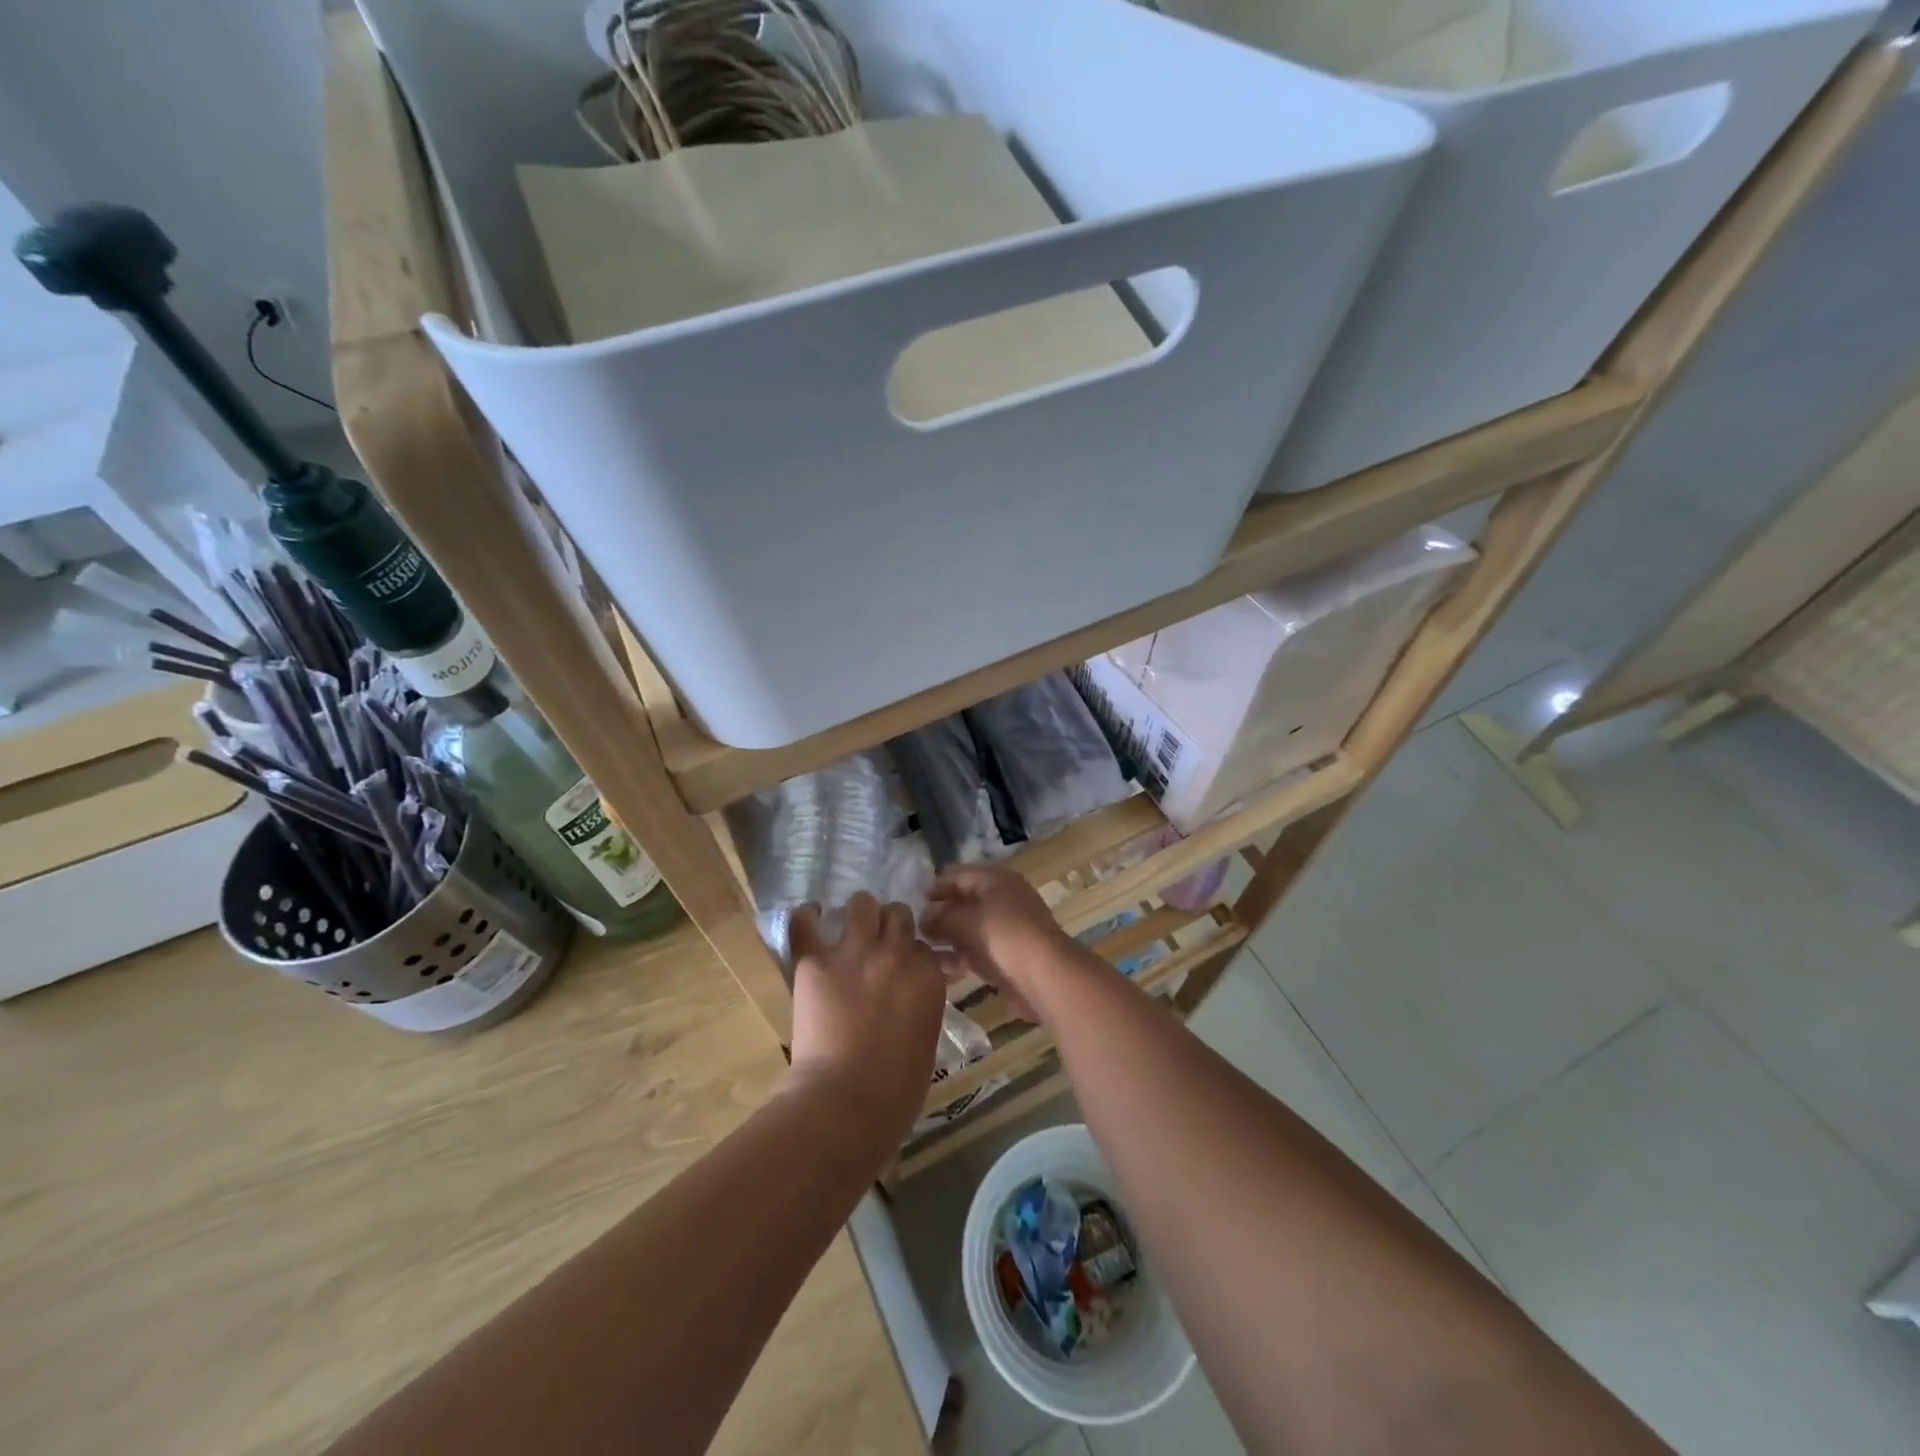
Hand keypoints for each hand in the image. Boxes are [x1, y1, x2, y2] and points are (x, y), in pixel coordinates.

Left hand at [782, 893, 948, 1155]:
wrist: (844, 1102)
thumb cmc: (895, 1089)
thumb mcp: (927, 1037)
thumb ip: (924, 1002)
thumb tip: (916, 990)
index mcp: (928, 975)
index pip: (924, 945)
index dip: (912, 954)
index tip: (903, 966)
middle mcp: (895, 953)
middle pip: (898, 914)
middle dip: (890, 925)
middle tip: (878, 943)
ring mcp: (854, 952)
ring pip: (862, 904)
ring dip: (858, 914)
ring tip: (848, 928)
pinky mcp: (815, 961)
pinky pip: (806, 922)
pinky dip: (807, 916)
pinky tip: (810, 917)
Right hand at [924, 864, 1077, 1021]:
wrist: (1046, 976)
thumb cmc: (1003, 936)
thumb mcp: (964, 921)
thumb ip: (939, 917)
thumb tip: (924, 917)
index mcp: (996, 879)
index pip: (959, 874)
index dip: (935, 886)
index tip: (912, 902)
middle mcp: (1005, 898)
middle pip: (966, 901)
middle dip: (941, 915)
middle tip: (916, 930)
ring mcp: (1010, 927)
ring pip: (972, 928)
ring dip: (949, 938)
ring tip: (925, 952)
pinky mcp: (1012, 955)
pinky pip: (980, 950)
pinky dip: (963, 956)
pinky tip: (945, 970)